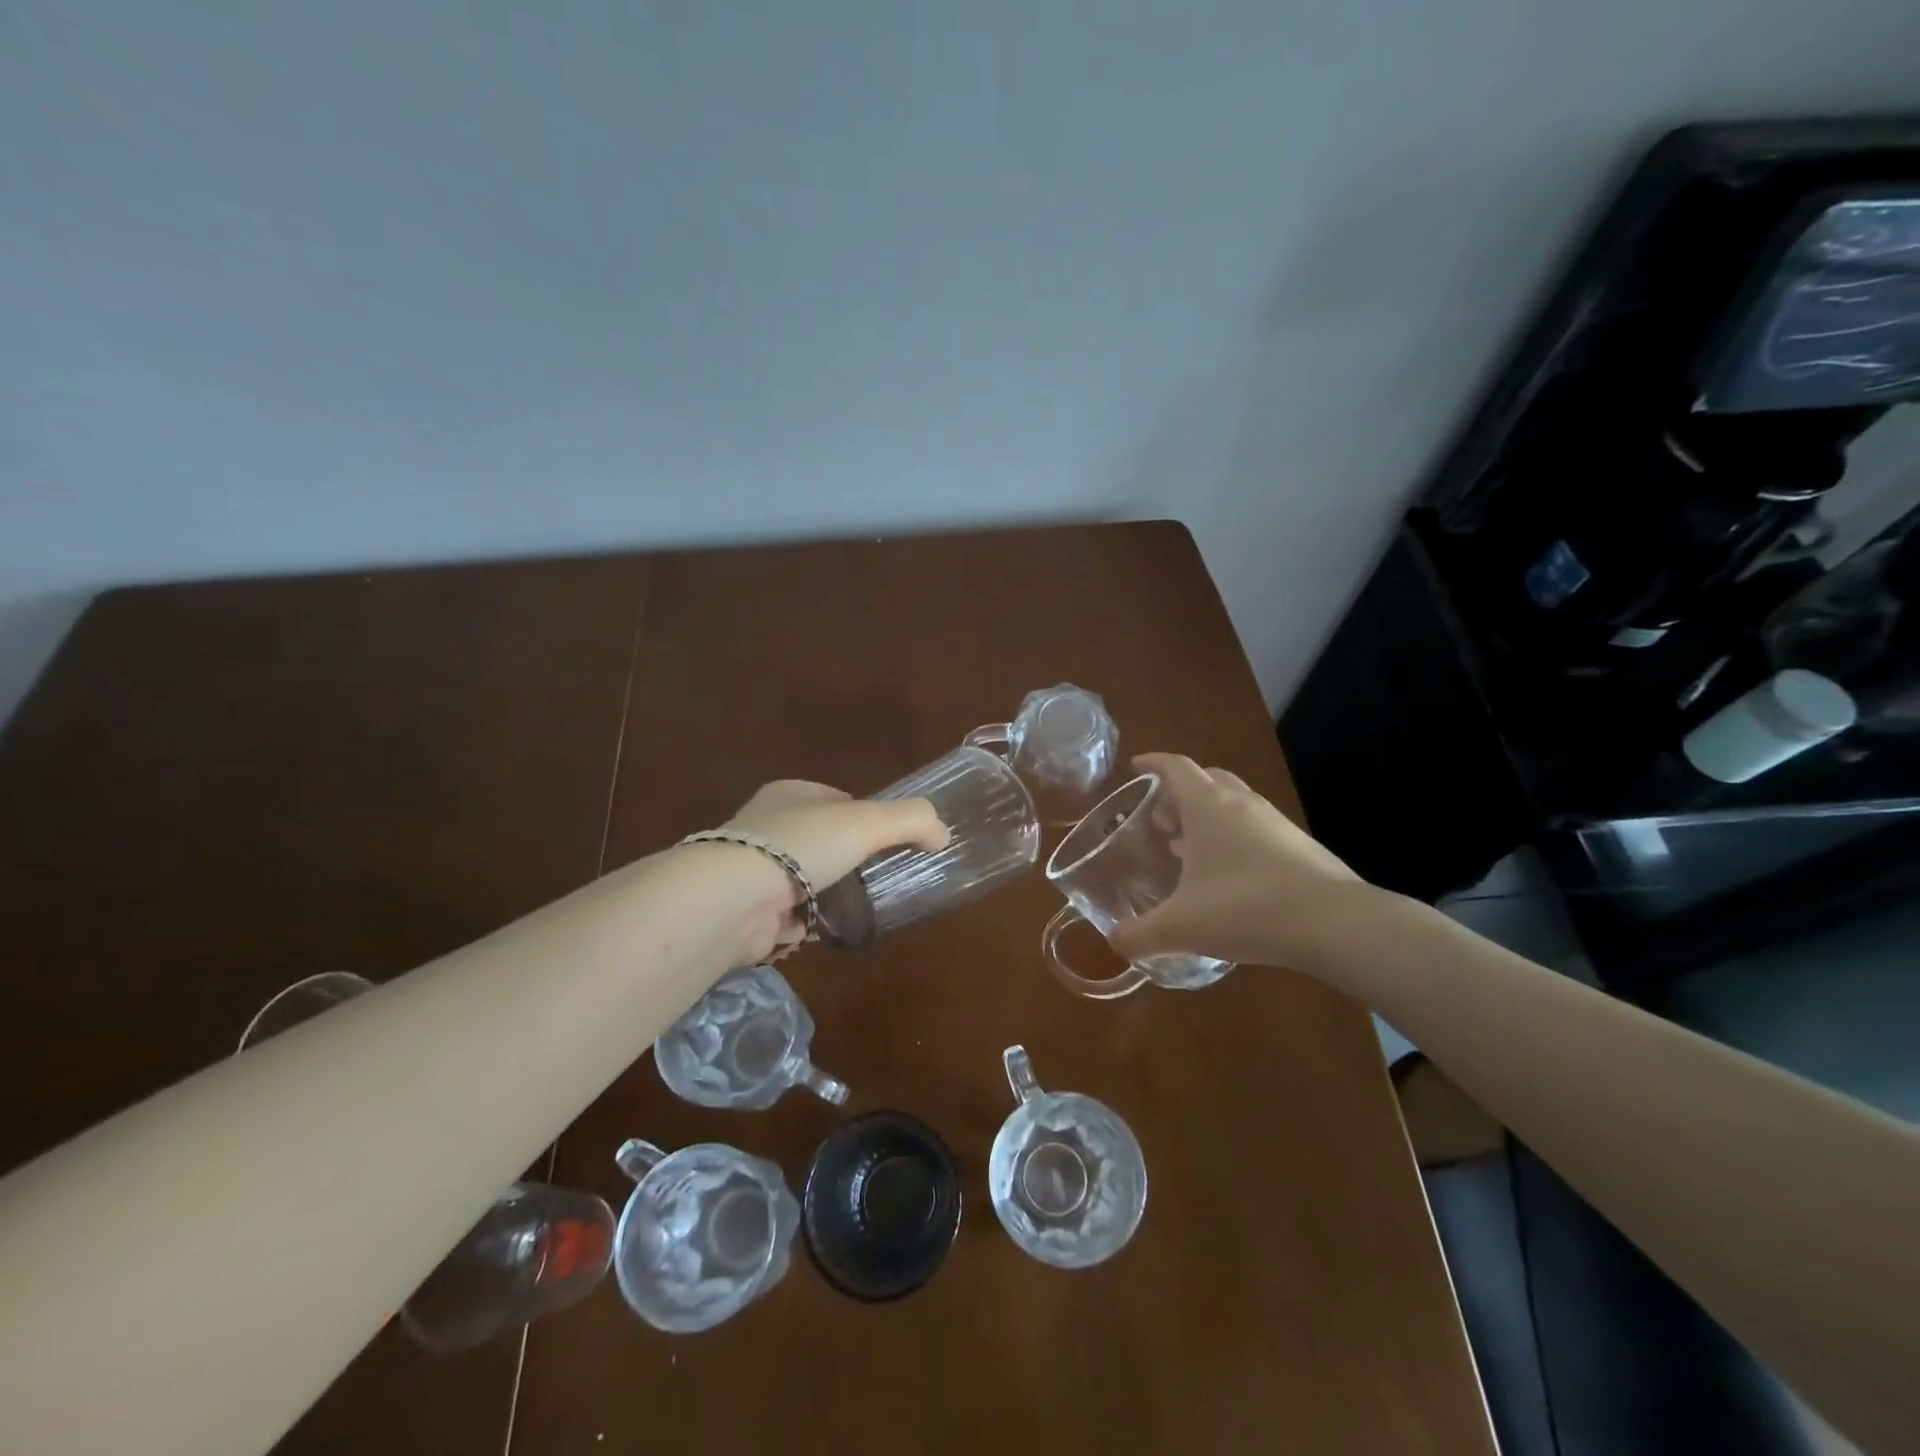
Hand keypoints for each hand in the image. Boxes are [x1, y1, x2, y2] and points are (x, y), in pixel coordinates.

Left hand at [718, 780, 947, 957]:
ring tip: (860, 905)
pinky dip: (808, 922)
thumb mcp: (867, 821)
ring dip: (828, 892)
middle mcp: (767, 827)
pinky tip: (827, 929)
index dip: (862, 813)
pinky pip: (790, 915)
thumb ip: (912, 820)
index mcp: (789, 795)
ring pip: (804, 878)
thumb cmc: (801, 846)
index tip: (885, 836)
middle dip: (846, 857)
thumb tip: (943, 834)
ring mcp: (754, 871)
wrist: (733, 899)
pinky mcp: (748, 911)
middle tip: (878, 874)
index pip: (832, 798)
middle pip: (819, 839)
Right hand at [1107, 753, 1367, 970]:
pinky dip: (1234, 837)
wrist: (1336, 925)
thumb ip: (1140, 935)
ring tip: (1189, 849)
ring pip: (1234, 802)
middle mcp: (1241, 804)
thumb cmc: (1246, 909)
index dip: (1153, 763)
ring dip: (1208, 815)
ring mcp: (1276, 822)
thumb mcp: (1182, 926)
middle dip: (1179, 792)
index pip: (1176, 767)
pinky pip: (1256, 827)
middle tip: (1160, 820)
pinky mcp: (1300, 846)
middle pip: (1207, 779)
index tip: (1136, 766)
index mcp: (1208, 806)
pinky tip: (1229, 876)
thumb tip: (1115, 942)